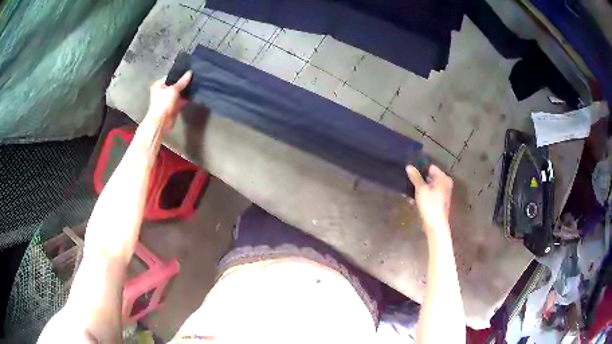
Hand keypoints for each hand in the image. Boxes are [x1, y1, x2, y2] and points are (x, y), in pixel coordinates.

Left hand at [148, 71, 192, 128]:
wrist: (161, 122)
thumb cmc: (163, 103)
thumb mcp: (173, 89)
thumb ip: (182, 81)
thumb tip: (190, 72)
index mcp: (159, 85)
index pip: (171, 76)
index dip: (179, 74)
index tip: (189, 71)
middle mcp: (162, 91)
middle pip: (175, 85)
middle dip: (183, 83)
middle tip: (194, 77)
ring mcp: (168, 99)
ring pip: (178, 93)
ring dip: (185, 91)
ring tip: (195, 84)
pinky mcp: (172, 107)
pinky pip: (180, 100)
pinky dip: (185, 98)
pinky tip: (193, 94)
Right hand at [406, 165, 452, 236]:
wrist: (435, 225)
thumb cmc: (430, 204)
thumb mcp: (421, 189)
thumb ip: (415, 177)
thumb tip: (409, 166)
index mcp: (443, 178)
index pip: (431, 167)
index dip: (420, 167)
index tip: (409, 169)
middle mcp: (444, 184)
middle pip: (430, 177)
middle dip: (418, 178)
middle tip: (406, 178)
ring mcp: (441, 194)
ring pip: (428, 186)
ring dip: (418, 187)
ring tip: (406, 187)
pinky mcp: (437, 203)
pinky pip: (428, 195)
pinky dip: (421, 195)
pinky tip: (410, 198)